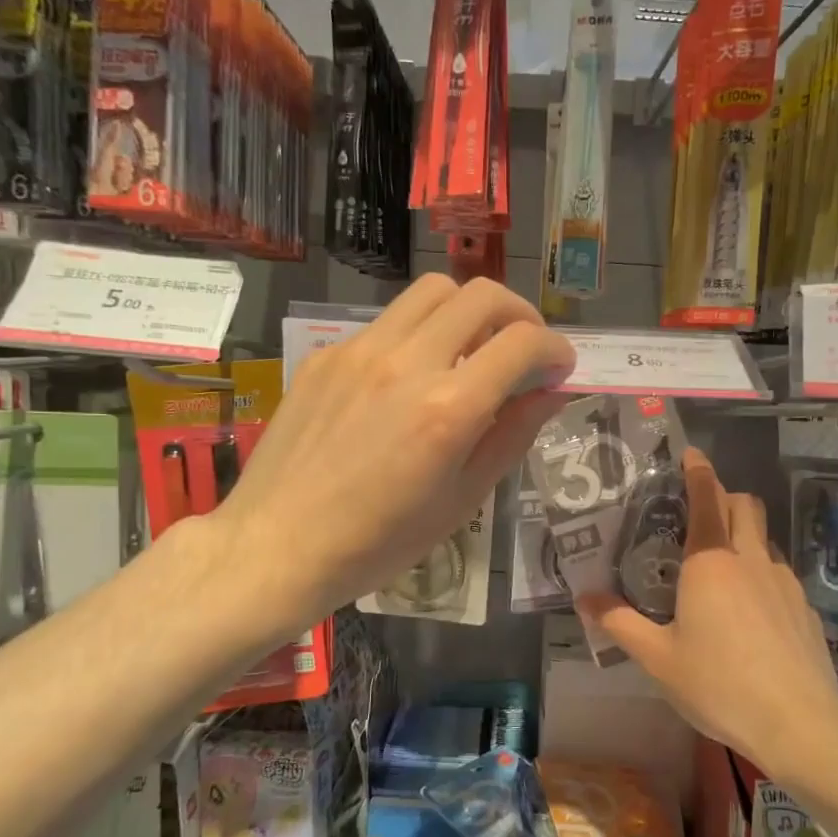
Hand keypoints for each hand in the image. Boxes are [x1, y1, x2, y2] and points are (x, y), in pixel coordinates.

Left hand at [212, 275, 574, 635]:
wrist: (278, 545)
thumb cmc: (379, 542)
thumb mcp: (461, 501)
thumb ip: (511, 436)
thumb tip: (550, 393)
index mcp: (448, 409)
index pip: (522, 344)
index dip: (555, 349)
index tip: (559, 368)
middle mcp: (407, 362)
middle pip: (481, 296)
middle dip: (520, 314)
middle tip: (524, 348)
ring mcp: (360, 350)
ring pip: (432, 291)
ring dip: (468, 310)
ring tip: (471, 348)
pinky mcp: (327, 354)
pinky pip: (388, 321)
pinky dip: (418, 334)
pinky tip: (410, 377)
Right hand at [578, 447, 837, 773]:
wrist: (799, 723)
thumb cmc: (719, 683)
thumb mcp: (657, 658)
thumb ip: (620, 623)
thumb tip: (584, 598)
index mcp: (710, 562)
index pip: (707, 498)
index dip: (699, 472)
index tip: (692, 455)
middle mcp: (751, 560)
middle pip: (746, 506)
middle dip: (726, 496)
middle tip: (701, 510)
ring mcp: (785, 582)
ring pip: (765, 539)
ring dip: (745, 535)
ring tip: (722, 564)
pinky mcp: (805, 608)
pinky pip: (780, 573)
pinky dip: (761, 573)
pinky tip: (751, 611)